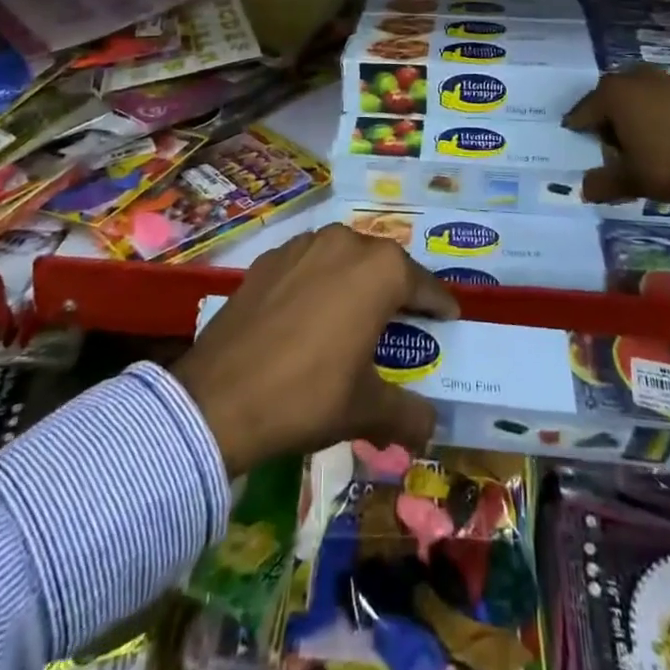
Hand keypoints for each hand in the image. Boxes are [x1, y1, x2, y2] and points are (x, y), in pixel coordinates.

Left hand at [171, 225, 459, 477]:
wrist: (220, 398)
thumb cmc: (308, 395)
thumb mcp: (366, 410)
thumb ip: (409, 414)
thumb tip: (431, 427)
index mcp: (380, 270)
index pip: (425, 285)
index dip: (439, 306)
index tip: (448, 319)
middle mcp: (345, 242)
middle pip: (384, 265)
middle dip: (397, 291)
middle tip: (402, 322)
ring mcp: (303, 245)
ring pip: (344, 259)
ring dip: (356, 282)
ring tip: (355, 316)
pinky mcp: (269, 258)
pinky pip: (309, 265)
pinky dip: (319, 283)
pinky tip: (310, 314)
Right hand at [563, 64, 669, 208]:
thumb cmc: (667, 164)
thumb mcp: (629, 179)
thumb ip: (602, 183)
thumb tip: (584, 190)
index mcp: (614, 94)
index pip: (584, 110)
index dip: (577, 127)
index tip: (574, 139)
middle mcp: (635, 79)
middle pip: (609, 97)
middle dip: (604, 116)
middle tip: (603, 141)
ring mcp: (663, 81)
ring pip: (635, 95)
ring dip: (629, 112)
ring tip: (632, 139)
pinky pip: (657, 99)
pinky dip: (651, 113)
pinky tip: (657, 136)